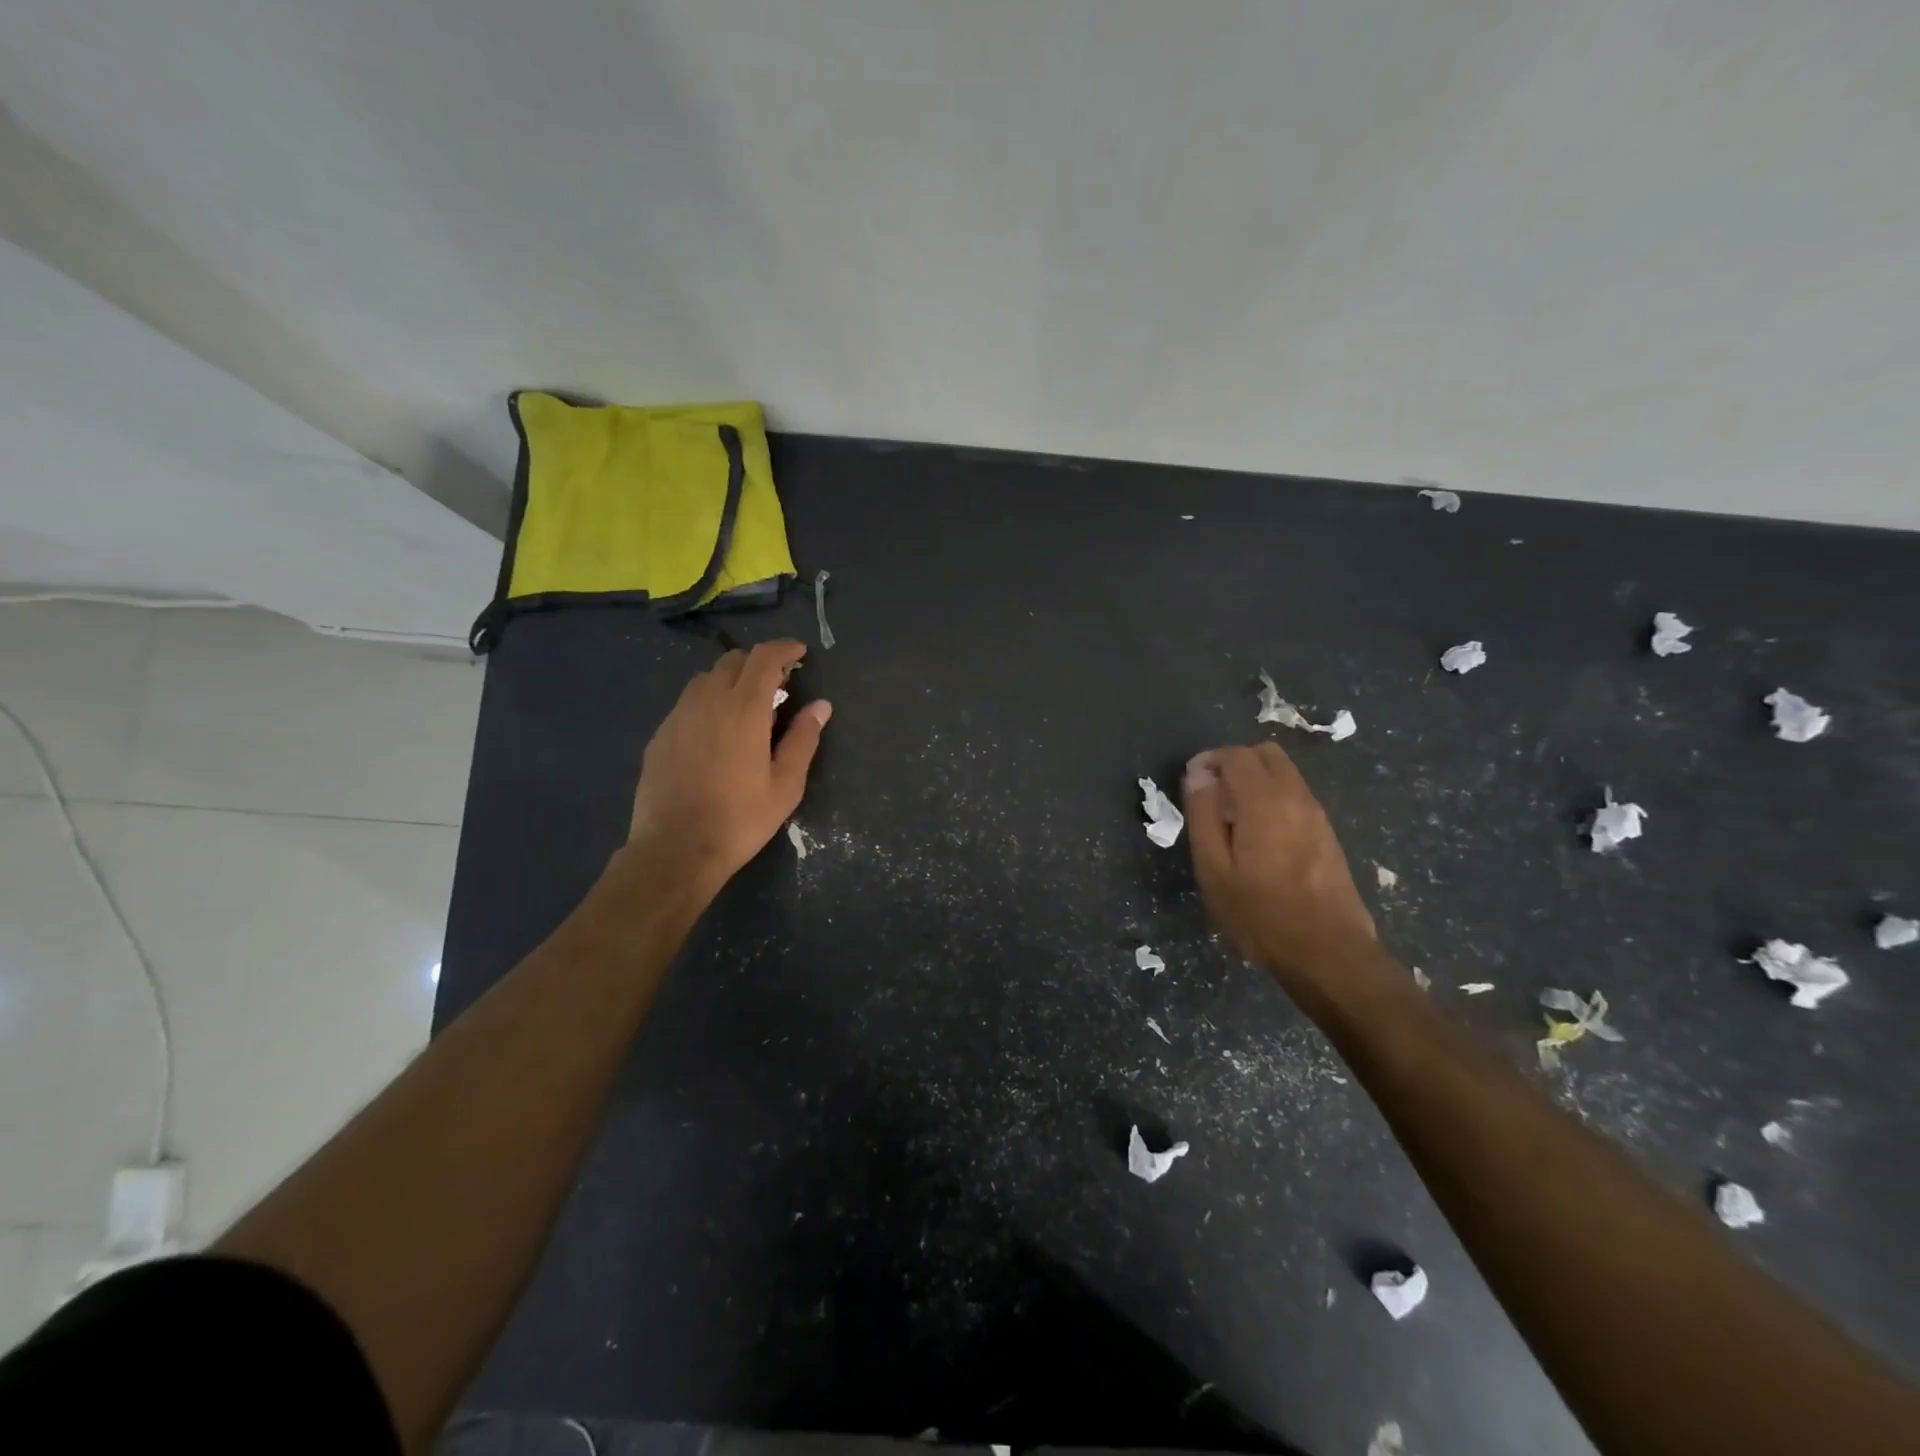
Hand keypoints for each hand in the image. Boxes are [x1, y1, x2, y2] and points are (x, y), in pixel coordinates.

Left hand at [626, 639, 830, 890]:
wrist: (675, 850)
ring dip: (732, 680)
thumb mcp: (785, 785)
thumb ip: (803, 739)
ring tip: (748, 707)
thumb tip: (820, 706)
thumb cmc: (739, 820)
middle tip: (779, 685)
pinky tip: (717, 732)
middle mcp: (707, 702)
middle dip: (759, 663)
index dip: (784, 649)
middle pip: (733, 661)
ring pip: (706, 679)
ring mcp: (678, 716)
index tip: (800, 653)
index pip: (764, 658)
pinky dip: (709, 702)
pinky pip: (688, 703)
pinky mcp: (661, 735)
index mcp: (743, 710)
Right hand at [1183, 743, 1375, 985]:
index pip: (1235, 755)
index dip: (1208, 761)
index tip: (1191, 783)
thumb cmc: (1261, 915)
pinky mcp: (1327, 833)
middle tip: (1211, 795)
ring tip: (1231, 818)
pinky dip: (1272, 797)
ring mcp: (1317, 814)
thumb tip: (1198, 776)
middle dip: (1234, 763)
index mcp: (1265, 801)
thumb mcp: (1214, 870)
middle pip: (1265, 754)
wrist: (1329, 953)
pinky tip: (1258, 836)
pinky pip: (1295, 795)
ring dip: (1255, 780)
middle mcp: (1296, 797)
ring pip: (1284, 773)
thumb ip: (1203, 816)